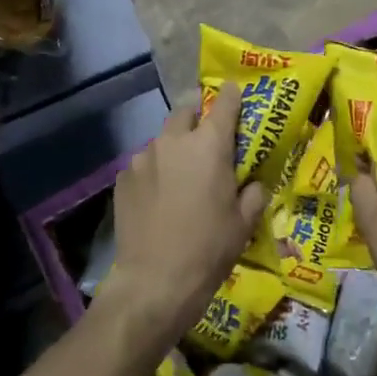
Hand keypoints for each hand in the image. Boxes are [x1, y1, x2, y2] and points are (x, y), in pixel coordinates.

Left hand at [99, 82, 267, 346]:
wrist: (154, 282)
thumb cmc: (209, 249)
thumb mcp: (244, 222)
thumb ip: (253, 192)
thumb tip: (253, 182)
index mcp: (209, 145)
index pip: (225, 103)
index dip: (233, 96)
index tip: (237, 92)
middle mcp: (173, 140)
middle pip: (186, 111)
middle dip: (197, 117)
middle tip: (207, 139)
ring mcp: (143, 157)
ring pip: (163, 138)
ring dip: (174, 147)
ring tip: (181, 174)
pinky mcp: (123, 177)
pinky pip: (144, 163)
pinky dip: (155, 170)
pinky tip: (159, 196)